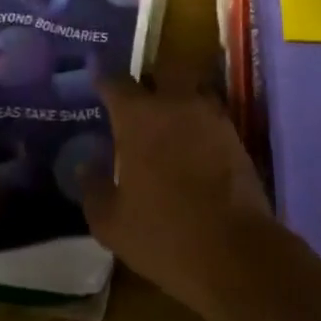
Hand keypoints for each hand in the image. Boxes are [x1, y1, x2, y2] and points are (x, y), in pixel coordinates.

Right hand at [79, 76, 272, 320]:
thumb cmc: (163, 234)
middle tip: (139, 95)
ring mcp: (211, 117)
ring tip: (168, 118)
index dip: (103, 80)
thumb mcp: (112, 222)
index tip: (96, 82)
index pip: (116, 82)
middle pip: (164, 68)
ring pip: (193, 88)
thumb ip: (94, 188)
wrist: (235, 252)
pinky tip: (192, 143)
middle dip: (151, 76)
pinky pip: (211, 115)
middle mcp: (176, 104)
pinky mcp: (235, 136)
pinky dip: (199, 122)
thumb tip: (85, 165)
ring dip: (180, 95)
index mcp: (139, 117)